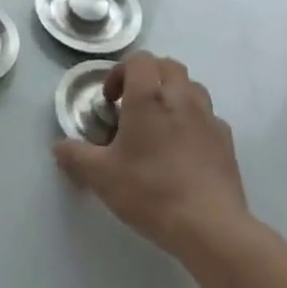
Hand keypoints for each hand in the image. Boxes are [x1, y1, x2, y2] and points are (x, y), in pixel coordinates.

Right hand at [53, 52, 257, 267]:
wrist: (209, 227)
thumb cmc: (150, 191)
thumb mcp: (100, 175)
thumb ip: (75, 155)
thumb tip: (59, 147)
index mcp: (148, 97)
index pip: (139, 59)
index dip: (121, 72)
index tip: (110, 100)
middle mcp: (181, 98)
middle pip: (168, 66)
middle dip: (148, 77)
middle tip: (132, 105)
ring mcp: (209, 118)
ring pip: (192, 88)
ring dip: (174, 95)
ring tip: (160, 124)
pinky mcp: (227, 142)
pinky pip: (209, 117)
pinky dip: (194, 121)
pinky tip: (184, 149)